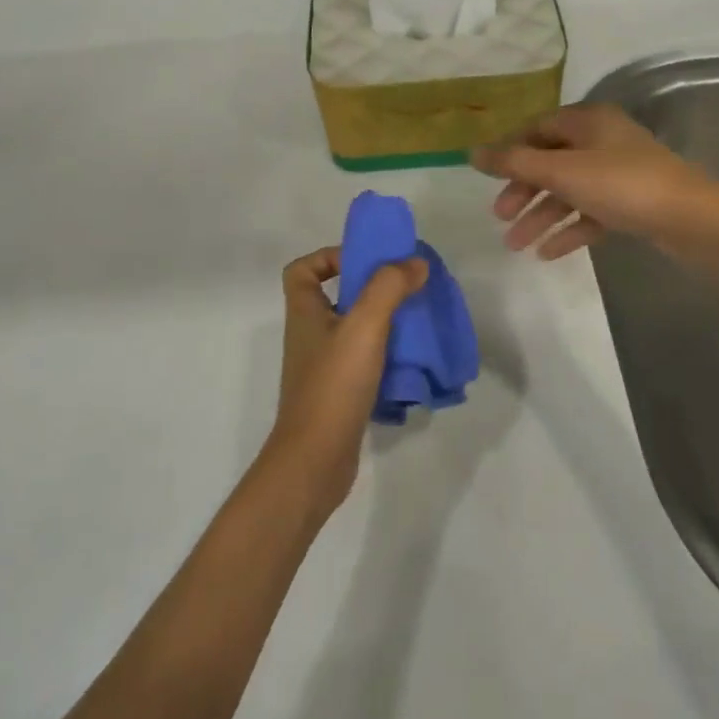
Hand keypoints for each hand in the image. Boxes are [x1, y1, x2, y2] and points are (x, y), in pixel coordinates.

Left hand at [264, 247, 427, 517]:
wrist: (315, 461)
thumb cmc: (333, 385)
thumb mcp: (364, 326)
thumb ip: (389, 288)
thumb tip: (414, 262)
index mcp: (305, 313)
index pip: (303, 270)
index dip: (328, 257)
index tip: (366, 262)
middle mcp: (310, 335)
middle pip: (333, 297)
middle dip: (369, 288)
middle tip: (405, 289)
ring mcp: (323, 367)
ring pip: (352, 330)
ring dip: (381, 322)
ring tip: (415, 322)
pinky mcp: (338, 393)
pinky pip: (362, 361)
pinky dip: (384, 355)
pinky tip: (410, 361)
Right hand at [470, 103, 718, 259]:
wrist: (694, 220)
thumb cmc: (624, 185)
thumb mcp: (563, 172)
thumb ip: (515, 162)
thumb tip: (472, 152)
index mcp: (588, 121)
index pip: (537, 128)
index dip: (510, 151)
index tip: (487, 178)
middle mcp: (603, 141)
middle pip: (551, 162)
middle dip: (523, 191)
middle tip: (500, 217)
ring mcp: (619, 173)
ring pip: (569, 191)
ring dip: (541, 216)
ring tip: (516, 246)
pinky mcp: (632, 203)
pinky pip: (591, 213)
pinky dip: (569, 230)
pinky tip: (548, 253)